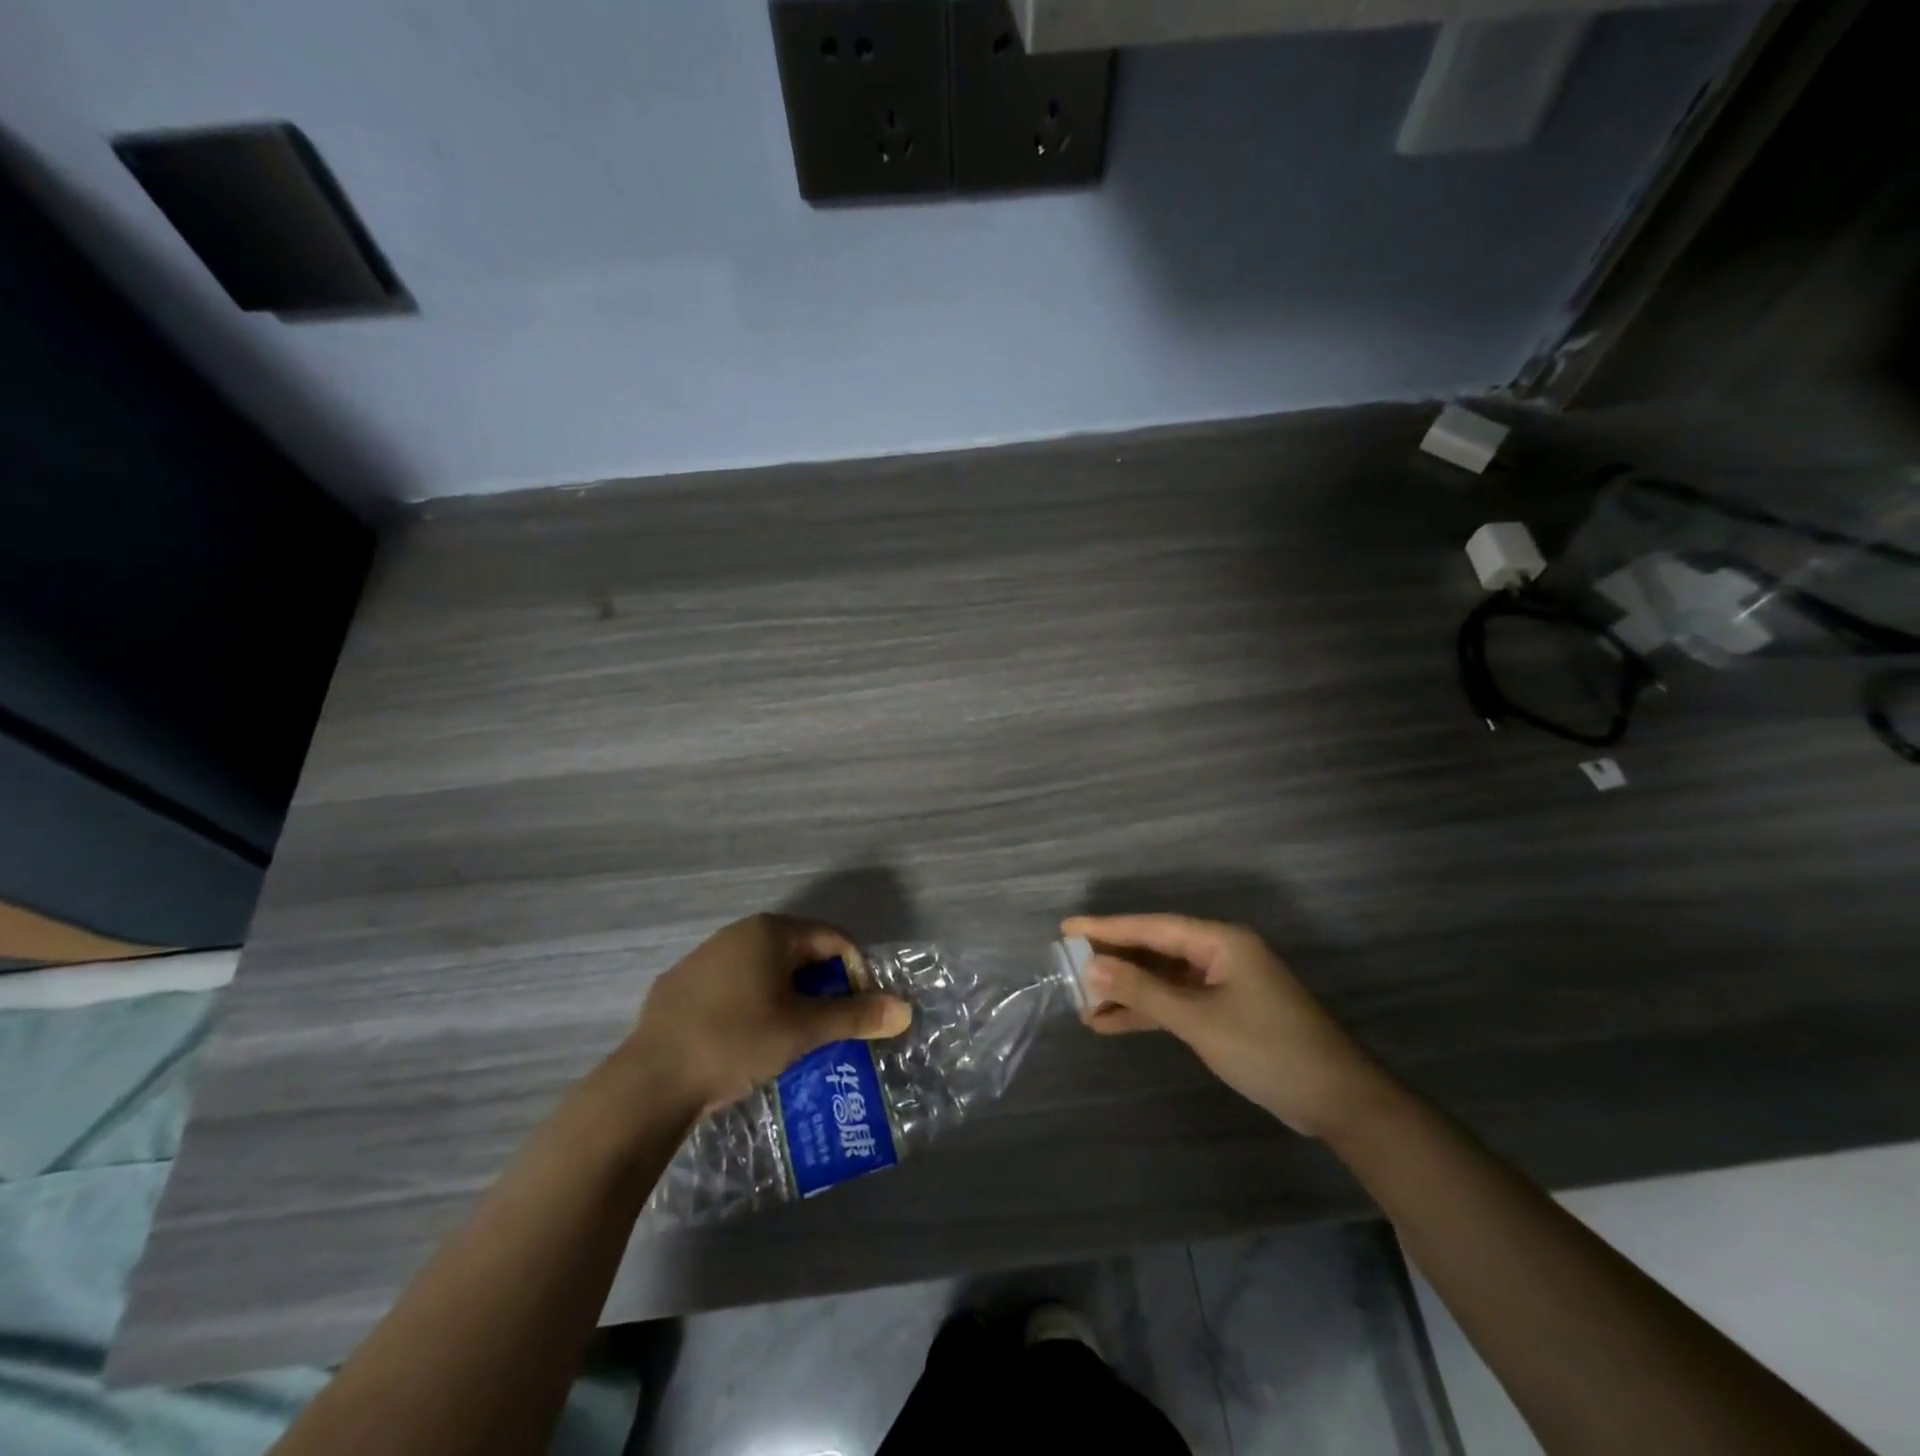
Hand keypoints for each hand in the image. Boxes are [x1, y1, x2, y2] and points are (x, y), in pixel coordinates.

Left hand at [622, 913, 911, 1116]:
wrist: (650, 1081)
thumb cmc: (737, 1041)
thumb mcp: (804, 1030)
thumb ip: (856, 1016)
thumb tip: (904, 1010)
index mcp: (771, 932)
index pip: (834, 940)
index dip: (857, 973)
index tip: (861, 1013)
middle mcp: (738, 933)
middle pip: (800, 954)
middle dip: (822, 989)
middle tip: (831, 1029)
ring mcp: (704, 958)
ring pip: (765, 972)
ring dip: (788, 999)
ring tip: (794, 1039)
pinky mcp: (680, 987)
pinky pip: (732, 988)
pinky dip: (752, 1007)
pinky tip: (747, 1042)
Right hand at [1062, 914, 1389, 1136]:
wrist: (1336, 1101)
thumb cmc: (1267, 1048)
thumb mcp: (1198, 1019)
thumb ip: (1143, 991)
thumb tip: (1092, 967)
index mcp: (1219, 941)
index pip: (1151, 927)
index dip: (1106, 927)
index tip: (1067, 929)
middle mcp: (1218, 954)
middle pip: (1154, 949)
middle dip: (1112, 961)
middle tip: (1066, 967)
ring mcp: (1222, 984)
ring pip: (1162, 978)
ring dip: (1125, 991)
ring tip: (1082, 1003)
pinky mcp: (1224, 1012)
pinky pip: (1175, 1002)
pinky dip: (1146, 1012)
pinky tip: (1111, 1023)